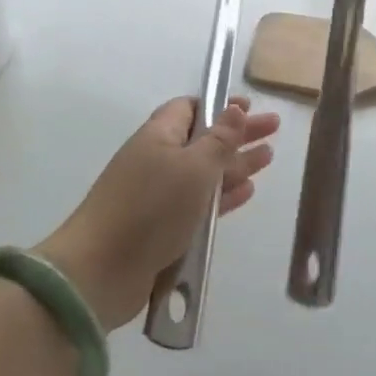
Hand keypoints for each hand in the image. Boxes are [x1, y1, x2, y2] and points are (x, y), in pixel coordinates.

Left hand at [37, 97, 278, 328]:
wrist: (101, 270)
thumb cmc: (151, 208)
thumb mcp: (194, 167)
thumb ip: (219, 140)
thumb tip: (234, 108)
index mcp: (158, 136)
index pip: (189, 108)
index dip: (220, 106)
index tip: (251, 107)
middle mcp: (156, 160)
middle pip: (202, 139)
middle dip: (237, 134)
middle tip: (274, 130)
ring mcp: (158, 195)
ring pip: (204, 173)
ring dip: (235, 165)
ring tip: (267, 159)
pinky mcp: (162, 228)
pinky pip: (199, 204)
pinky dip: (223, 196)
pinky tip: (247, 193)